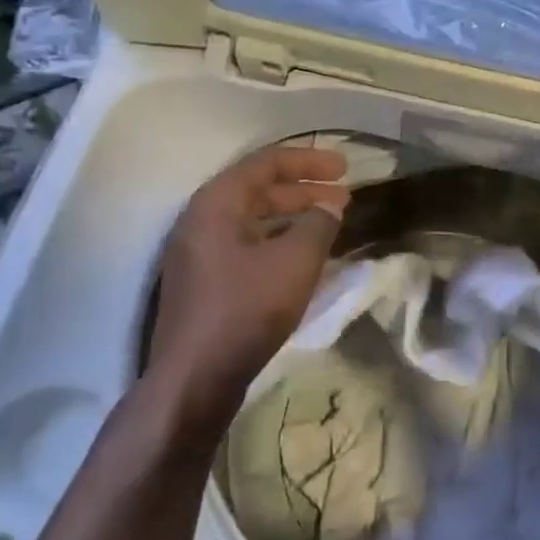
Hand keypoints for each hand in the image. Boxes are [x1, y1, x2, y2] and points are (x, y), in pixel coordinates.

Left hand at [146, 144, 348, 419]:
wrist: (194, 378)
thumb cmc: (246, 309)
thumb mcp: (296, 261)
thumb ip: (319, 224)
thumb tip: (330, 207)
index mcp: (217, 203)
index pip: (266, 163)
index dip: (309, 161)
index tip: (345, 168)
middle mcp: (201, 220)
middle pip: (258, 190)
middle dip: (305, 190)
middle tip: (344, 197)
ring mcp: (199, 254)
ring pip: (254, 220)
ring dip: (294, 217)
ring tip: (331, 223)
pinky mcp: (205, 282)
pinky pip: (247, 245)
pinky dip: (279, 241)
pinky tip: (305, 256)